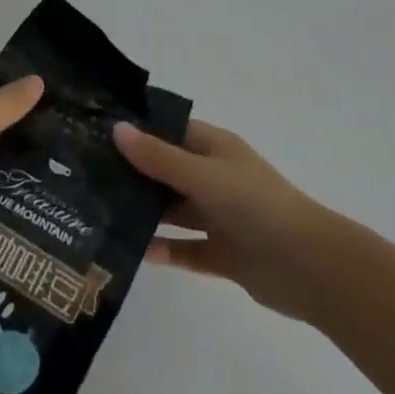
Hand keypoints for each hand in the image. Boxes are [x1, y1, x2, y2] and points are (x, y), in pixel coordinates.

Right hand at [113, 119, 328, 320]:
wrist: (308, 265)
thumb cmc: (255, 204)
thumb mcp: (202, 174)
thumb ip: (159, 157)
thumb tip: (117, 129)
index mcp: (214, 148)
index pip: (170, 131)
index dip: (138, 131)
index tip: (97, 135)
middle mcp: (215, 177)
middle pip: (168, 172)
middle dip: (135, 176)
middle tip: (86, 181)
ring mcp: (220, 216)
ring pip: (175, 212)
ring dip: (147, 215)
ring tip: (100, 219)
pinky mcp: (224, 254)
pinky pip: (188, 250)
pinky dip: (166, 251)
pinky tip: (136, 254)